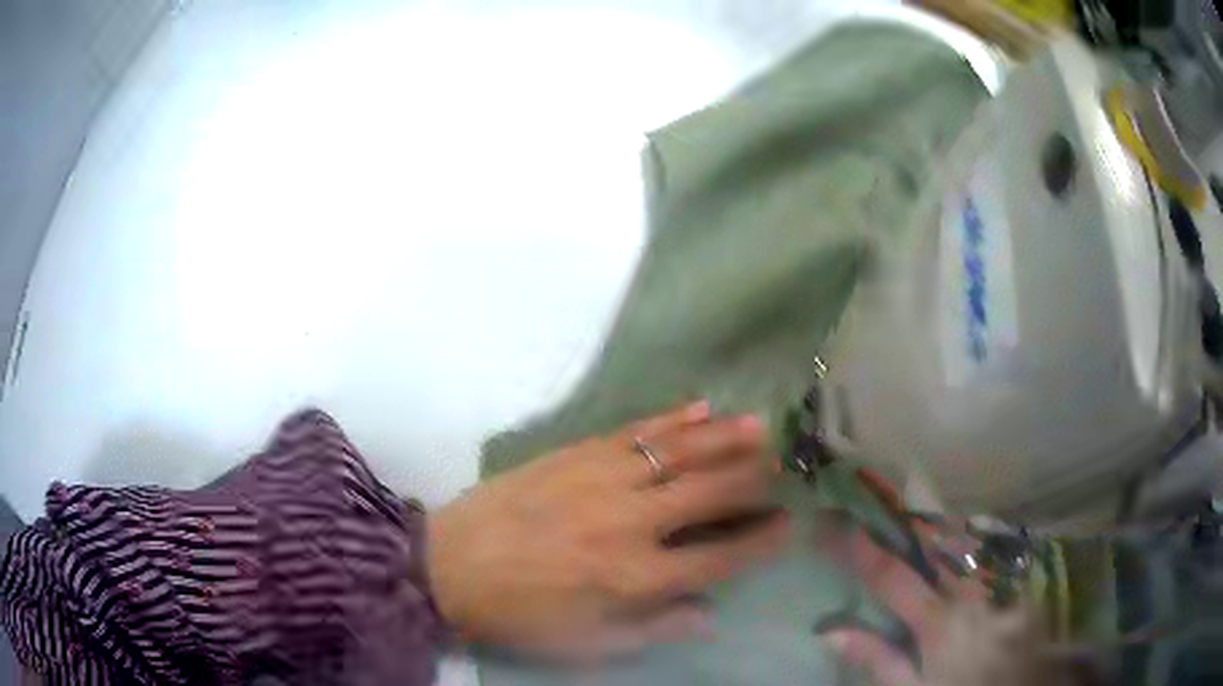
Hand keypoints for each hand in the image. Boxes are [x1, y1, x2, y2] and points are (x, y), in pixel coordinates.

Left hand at [426, 402, 788, 660]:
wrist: (449, 566)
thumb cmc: (521, 614)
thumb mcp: (587, 645)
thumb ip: (653, 630)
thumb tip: (709, 615)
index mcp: (634, 576)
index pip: (719, 557)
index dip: (759, 540)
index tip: (788, 524)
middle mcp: (629, 522)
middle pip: (709, 492)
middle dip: (754, 478)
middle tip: (785, 466)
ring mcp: (602, 479)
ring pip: (680, 452)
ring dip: (725, 437)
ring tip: (762, 427)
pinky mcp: (576, 453)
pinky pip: (635, 430)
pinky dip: (672, 418)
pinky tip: (701, 407)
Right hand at [820, 523, 1063, 685]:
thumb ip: (879, 659)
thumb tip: (831, 632)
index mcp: (940, 621)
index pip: (892, 577)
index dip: (863, 550)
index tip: (839, 523)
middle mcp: (974, 593)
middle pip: (937, 545)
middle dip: (909, 521)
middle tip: (885, 500)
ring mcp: (1003, 587)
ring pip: (968, 551)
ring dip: (942, 534)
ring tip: (923, 522)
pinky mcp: (1022, 592)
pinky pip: (992, 568)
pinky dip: (973, 559)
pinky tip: (965, 560)